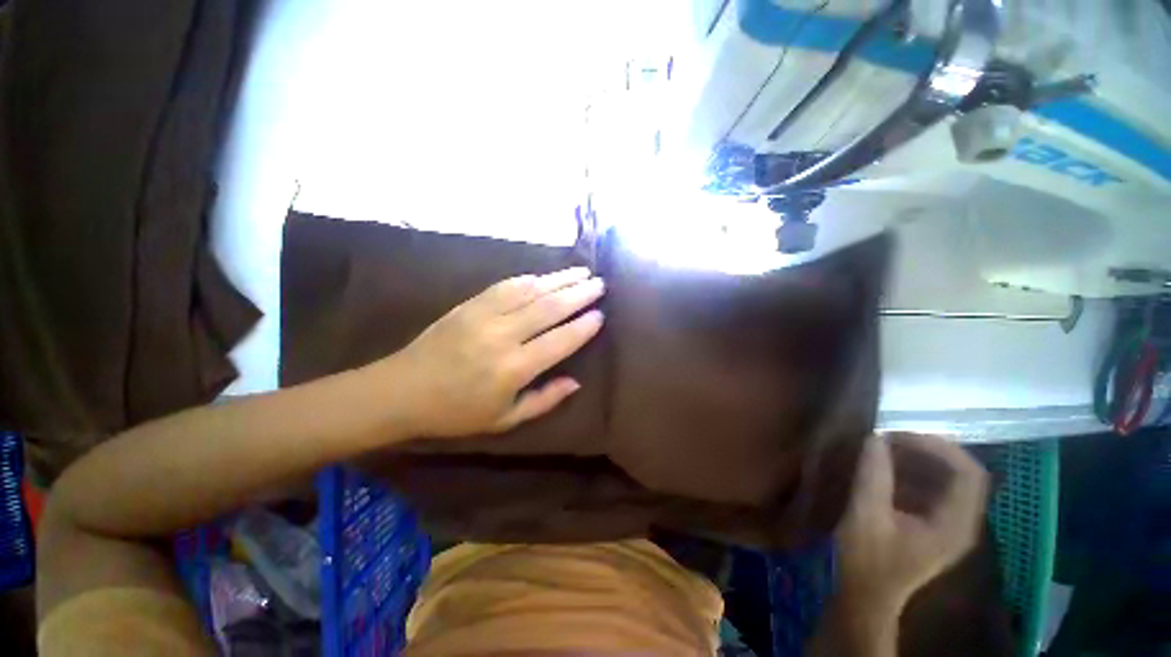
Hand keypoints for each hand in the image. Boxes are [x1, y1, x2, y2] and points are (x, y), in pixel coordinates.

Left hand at [381, 267, 604, 438]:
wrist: (402, 390)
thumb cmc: (457, 412)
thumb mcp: (505, 420)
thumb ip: (544, 400)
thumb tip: (576, 382)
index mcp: (513, 369)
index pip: (559, 341)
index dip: (583, 327)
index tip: (600, 315)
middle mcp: (502, 336)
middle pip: (549, 308)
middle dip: (579, 294)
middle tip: (599, 284)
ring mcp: (484, 315)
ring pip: (530, 290)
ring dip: (559, 279)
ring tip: (582, 271)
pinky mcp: (470, 304)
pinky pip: (506, 285)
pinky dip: (530, 278)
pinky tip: (545, 275)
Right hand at [836, 433, 988, 612]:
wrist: (865, 595)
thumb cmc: (866, 559)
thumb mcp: (866, 515)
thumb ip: (873, 475)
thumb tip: (874, 437)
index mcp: (954, 524)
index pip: (968, 473)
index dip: (938, 448)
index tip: (898, 436)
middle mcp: (961, 523)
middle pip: (960, 473)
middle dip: (925, 451)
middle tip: (887, 440)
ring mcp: (948, 525)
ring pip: (945, 480)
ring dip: (916, 460)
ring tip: (882, 450)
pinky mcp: (932, 526)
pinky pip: (931, 489)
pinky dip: (910, 473)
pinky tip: (883, 470)